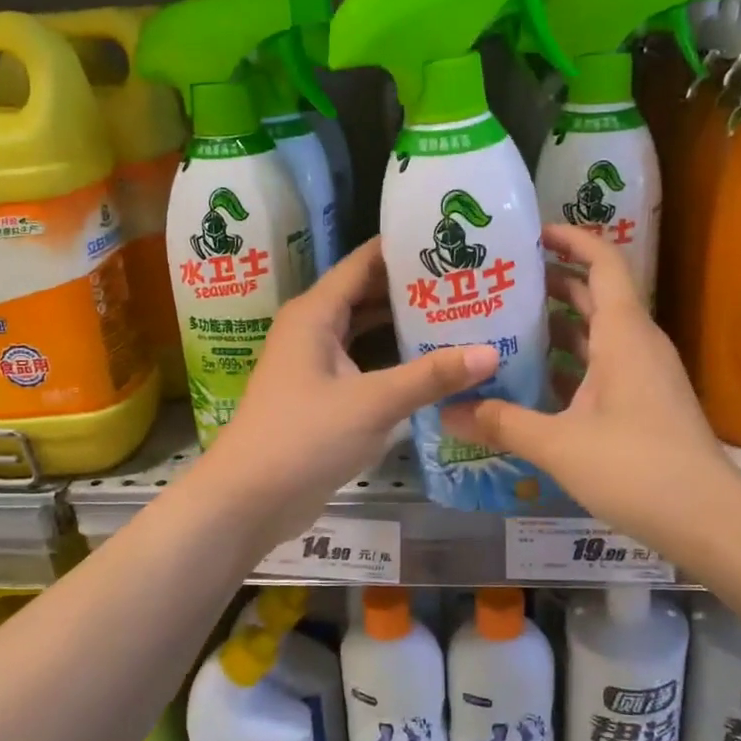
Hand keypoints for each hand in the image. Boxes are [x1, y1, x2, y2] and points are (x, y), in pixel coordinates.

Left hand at [190, 237, 498, 555]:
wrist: (248, 499)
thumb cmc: (303, 438)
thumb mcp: (373, 403)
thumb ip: (431, 376)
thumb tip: (492, 352)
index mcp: (316, 312)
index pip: (365, 262)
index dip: (405, 247)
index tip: (452, 240)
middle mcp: (314, 327)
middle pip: (368, 292)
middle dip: (413, 287)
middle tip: (468, 279)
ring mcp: (316, 361)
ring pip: (367, 329)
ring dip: (405, 323)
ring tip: (460, 312)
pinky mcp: (322, 393)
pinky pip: (364, 360)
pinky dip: (394, 357)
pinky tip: (432, 360)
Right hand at [441, 224, 740, 555]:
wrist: (709, 521)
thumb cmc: (637, 468)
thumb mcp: (558, 444)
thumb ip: (499, 423)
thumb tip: (444, 413)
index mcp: (623, 334)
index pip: (602, 262)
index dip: (570, 239)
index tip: (530, 233)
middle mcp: (637, 343)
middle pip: (594, 294)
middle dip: (550, 282)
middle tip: (499, 281)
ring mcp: (644, 374)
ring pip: (597, 333)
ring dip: (556, 326)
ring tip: (503, 325)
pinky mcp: (645, 402)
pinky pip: (602, 365)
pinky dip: (569, 363)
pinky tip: (532, 380)